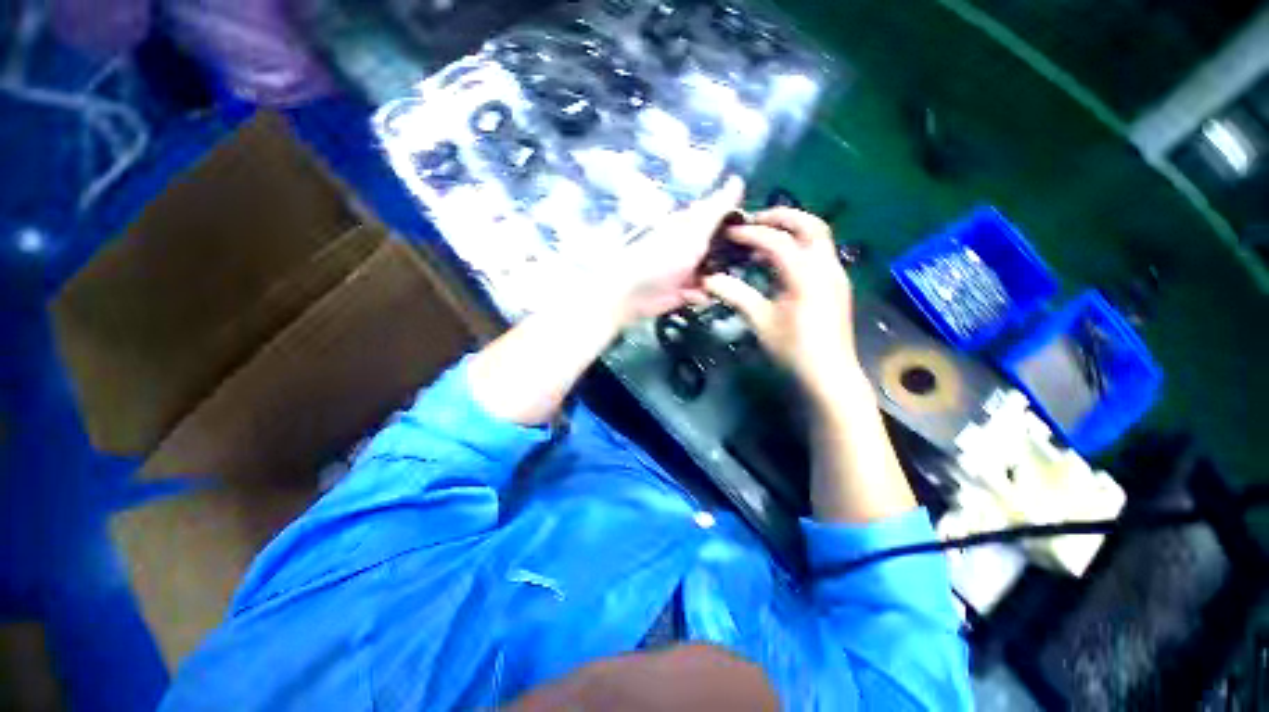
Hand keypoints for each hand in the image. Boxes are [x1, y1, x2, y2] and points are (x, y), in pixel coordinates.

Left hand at [600, 176, 744, 323]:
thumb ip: (716, 209)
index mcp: (694, 225)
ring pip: (719, 273)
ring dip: (718, 280)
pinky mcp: (686, 292)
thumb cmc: (663, 256)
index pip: (725, 219)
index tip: (759, 234)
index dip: (742, 226)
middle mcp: (694, 246)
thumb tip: (738, 179)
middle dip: (734, 258)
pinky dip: (702, 295)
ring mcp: (691, 270)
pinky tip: (692, 295)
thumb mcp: (694, 230)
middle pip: (725, 250)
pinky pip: (706, 293)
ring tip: (713, 282)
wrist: (634, 292)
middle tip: (747, 265)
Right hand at [703, 208, 861, 402]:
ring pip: (818, 236)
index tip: (729, 234)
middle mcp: (826, 267)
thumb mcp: (761, 321)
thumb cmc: (793, 349)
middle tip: (753, 220)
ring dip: (791, 229)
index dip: (751, 234)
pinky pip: (818, 252)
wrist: (829, 374)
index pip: (777, 241)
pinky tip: (778, 262)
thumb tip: (708, 280)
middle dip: (781, 216)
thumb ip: (736, 295)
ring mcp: (835, 274)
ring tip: (763, 237)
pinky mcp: (836, 284)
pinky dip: (798, 246)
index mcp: (806, 275)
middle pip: (810, 224)